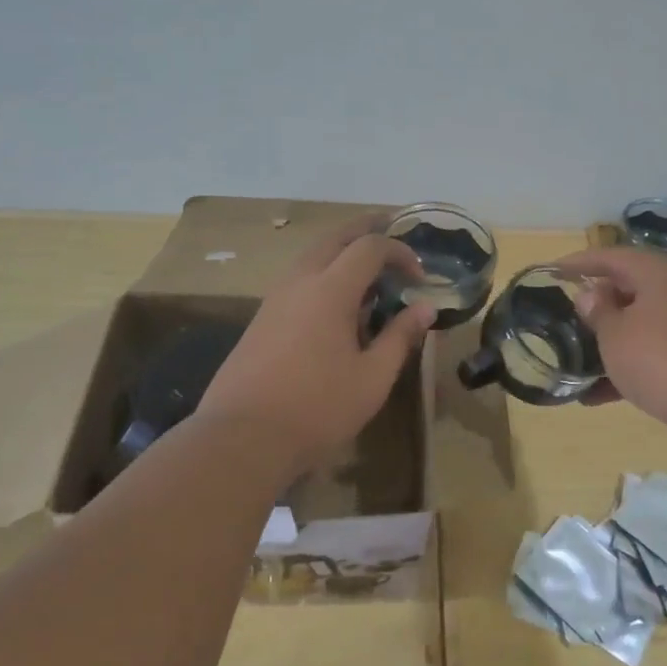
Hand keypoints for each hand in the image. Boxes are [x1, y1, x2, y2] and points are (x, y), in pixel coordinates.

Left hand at [197, 216, 436, 481]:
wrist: (241, 438)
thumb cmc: (317, 408)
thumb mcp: (372, 377)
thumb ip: (400, 336)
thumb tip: (425, 307)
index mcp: (330, 290)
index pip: (369, 248)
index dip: (399, 252)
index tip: (419, 276)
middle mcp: (300, 282)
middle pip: (334, 238)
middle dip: (365, 229)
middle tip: (390, 227)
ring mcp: (275, 299)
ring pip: (311, 256)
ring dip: (341, 249)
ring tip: (366, 264)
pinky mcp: (261, 319)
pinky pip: (298, 278)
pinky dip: (323, 271)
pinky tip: (334, 300)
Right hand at [556, 246, 666, 436]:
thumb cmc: (661, 361)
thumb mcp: (616, 335)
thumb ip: (598, 311)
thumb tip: (592, 293)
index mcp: (660, 274)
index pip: (612, 257)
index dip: (580, 262)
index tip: (552, 271)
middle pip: (632, 287)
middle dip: (600, 303)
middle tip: (571, 315)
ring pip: (644, 324)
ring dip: (613, 340)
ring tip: (581, 359)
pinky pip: (658, 353)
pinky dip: (631, 367)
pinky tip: (601, 396)